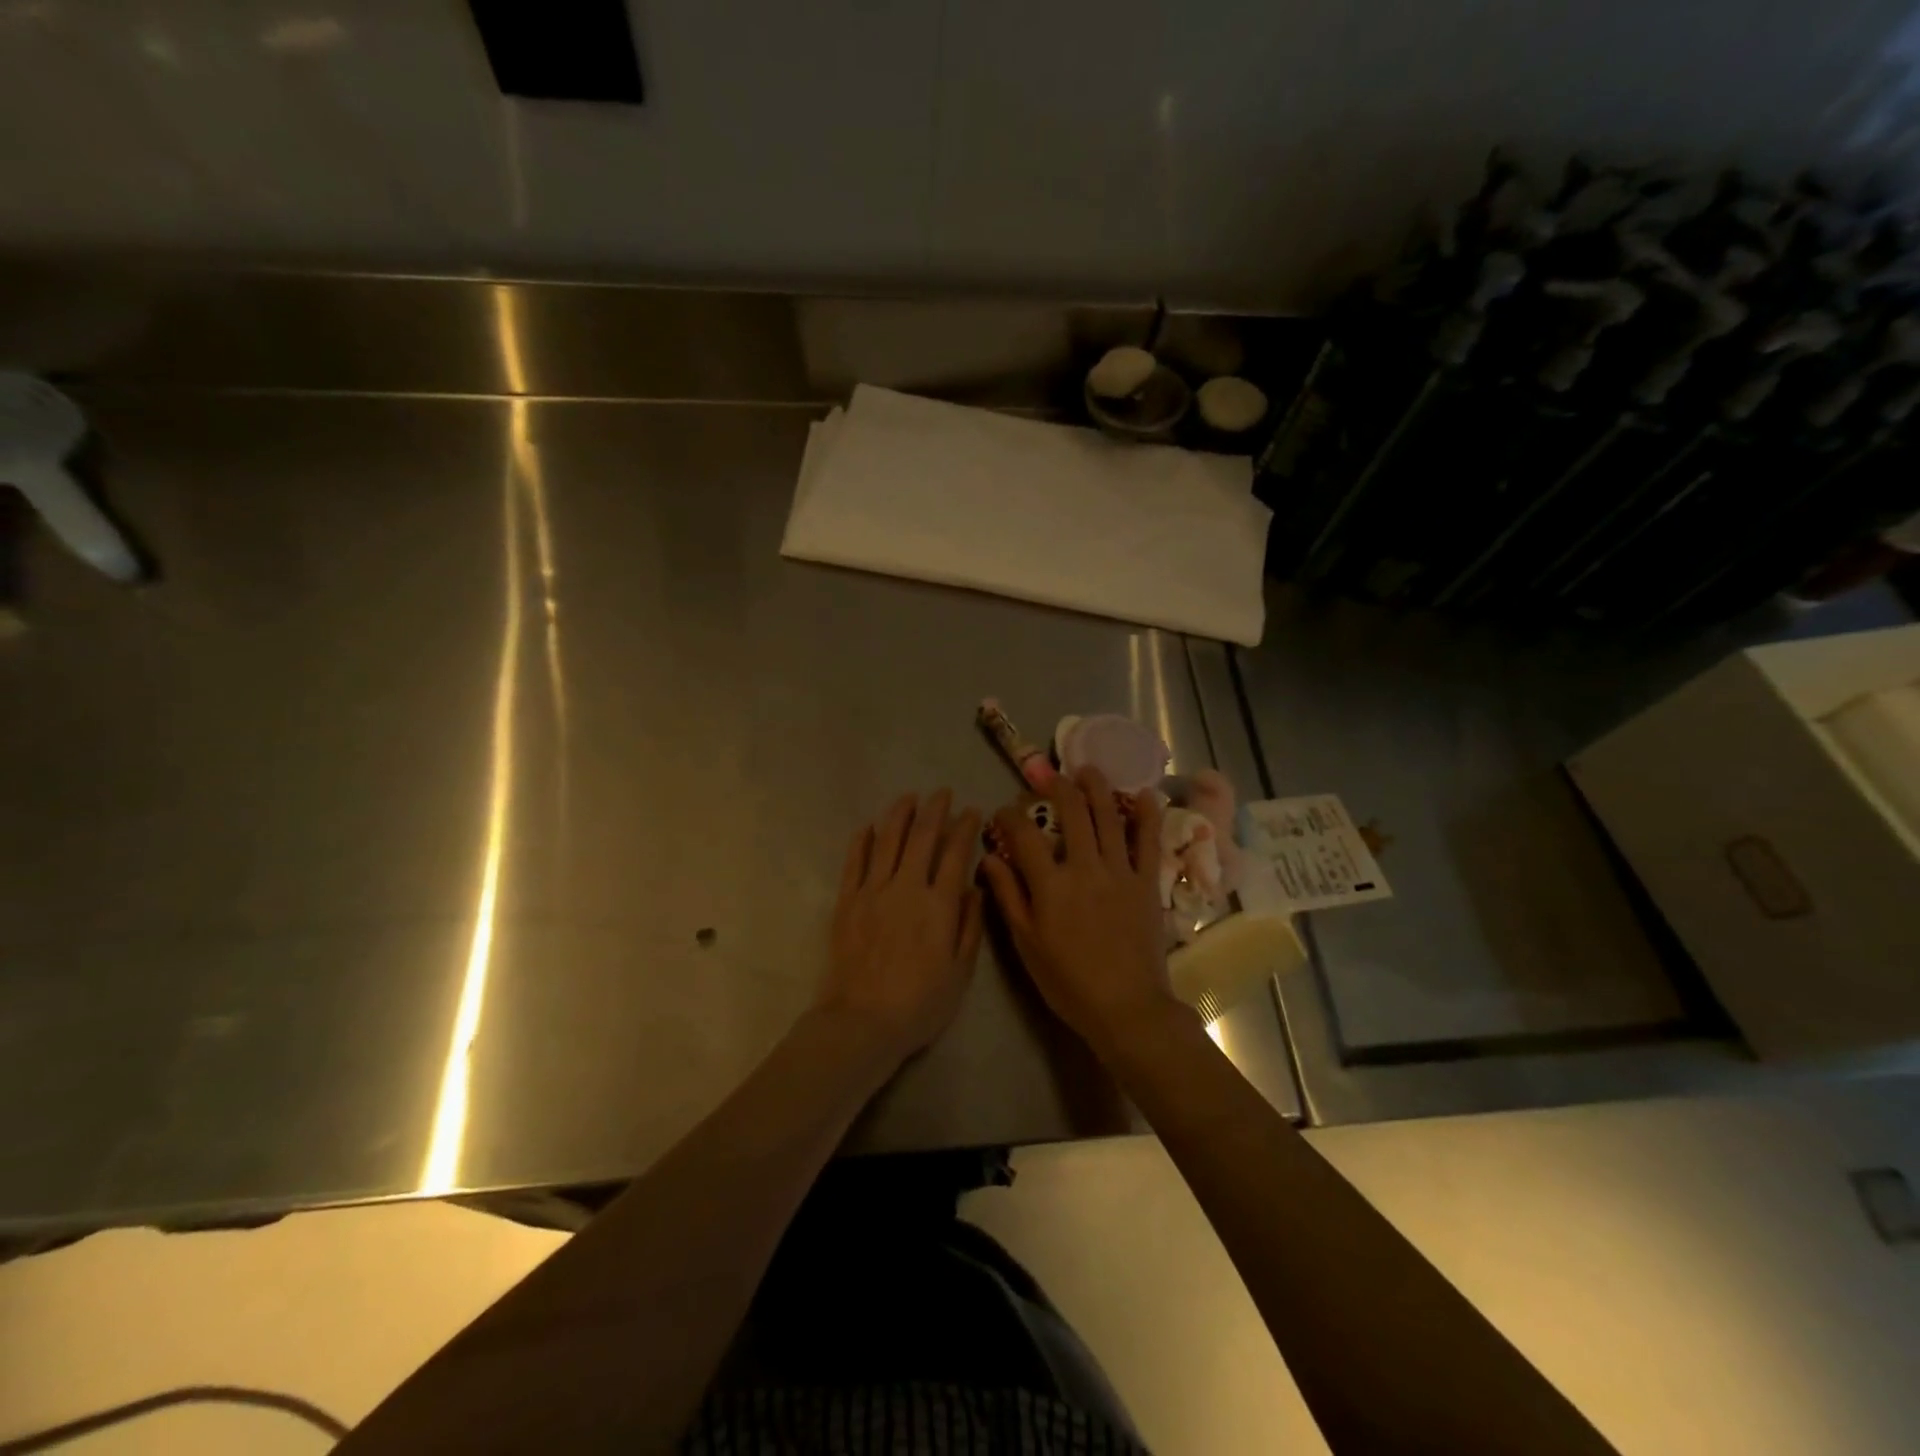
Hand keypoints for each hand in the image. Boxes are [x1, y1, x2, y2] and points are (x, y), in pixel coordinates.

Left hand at [816, 789, 984, 1066]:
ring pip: (887, 840)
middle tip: (942, 793)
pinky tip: (868, 826)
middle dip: (935, 810)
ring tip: (909, 797)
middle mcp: (906, 887)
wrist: (863, 1021)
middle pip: (922, 837)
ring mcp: (873, 891)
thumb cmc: (920, 1003)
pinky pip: (854, 862)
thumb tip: (974, 886)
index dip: (964, 827)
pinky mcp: (847, 901)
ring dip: (900, 814)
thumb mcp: (960, 971)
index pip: (955, 853)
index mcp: (939, 904)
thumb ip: (969, 925)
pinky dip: (862, 840)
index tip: (971, 811)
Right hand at [980, 767, 1185, 1058]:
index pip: (1024, 835)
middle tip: (1050, 776)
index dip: (1009, 817)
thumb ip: (1008, 896)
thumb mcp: (1027, 943)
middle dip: (1058, 787)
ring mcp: (1119, 872)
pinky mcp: (1147, 882)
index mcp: (1050, 884)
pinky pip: (1148, 842)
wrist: (1126, 1007)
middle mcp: (1084, 867)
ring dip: (1098, 788)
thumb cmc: (1068, 981)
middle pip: (1071, 813)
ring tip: (1089, 770)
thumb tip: (988, 858)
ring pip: (1109, 817)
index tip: (1002, 812)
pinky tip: (1144, 794)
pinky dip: (1147, 815)